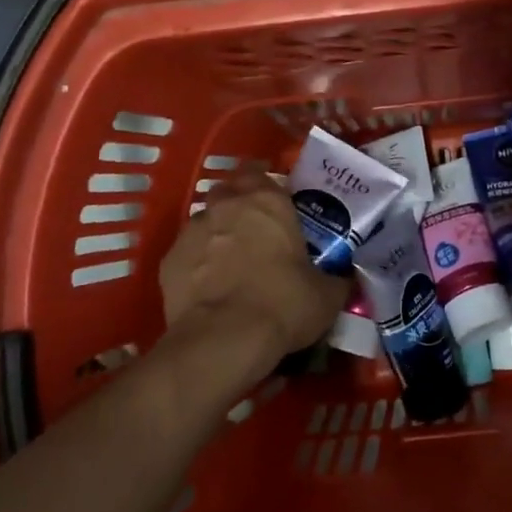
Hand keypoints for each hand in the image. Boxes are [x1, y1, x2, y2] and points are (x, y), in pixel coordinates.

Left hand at [157, 172, 345, 379]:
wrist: (223, 340)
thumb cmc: (282, 305)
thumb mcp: (326, 295)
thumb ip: (335, 277)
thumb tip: (342, 277)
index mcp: (267, 201)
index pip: (259, 171)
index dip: (265, 182)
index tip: (275, 200)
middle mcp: (227, 205)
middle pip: (228, 190)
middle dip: (238, 203)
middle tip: (255, 229)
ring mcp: (193, 231)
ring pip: (205, 221)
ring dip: (217, 233)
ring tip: (230, 262)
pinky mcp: (169, 260)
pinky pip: (186, 253)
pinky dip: (196, 263)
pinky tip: (208, 286)